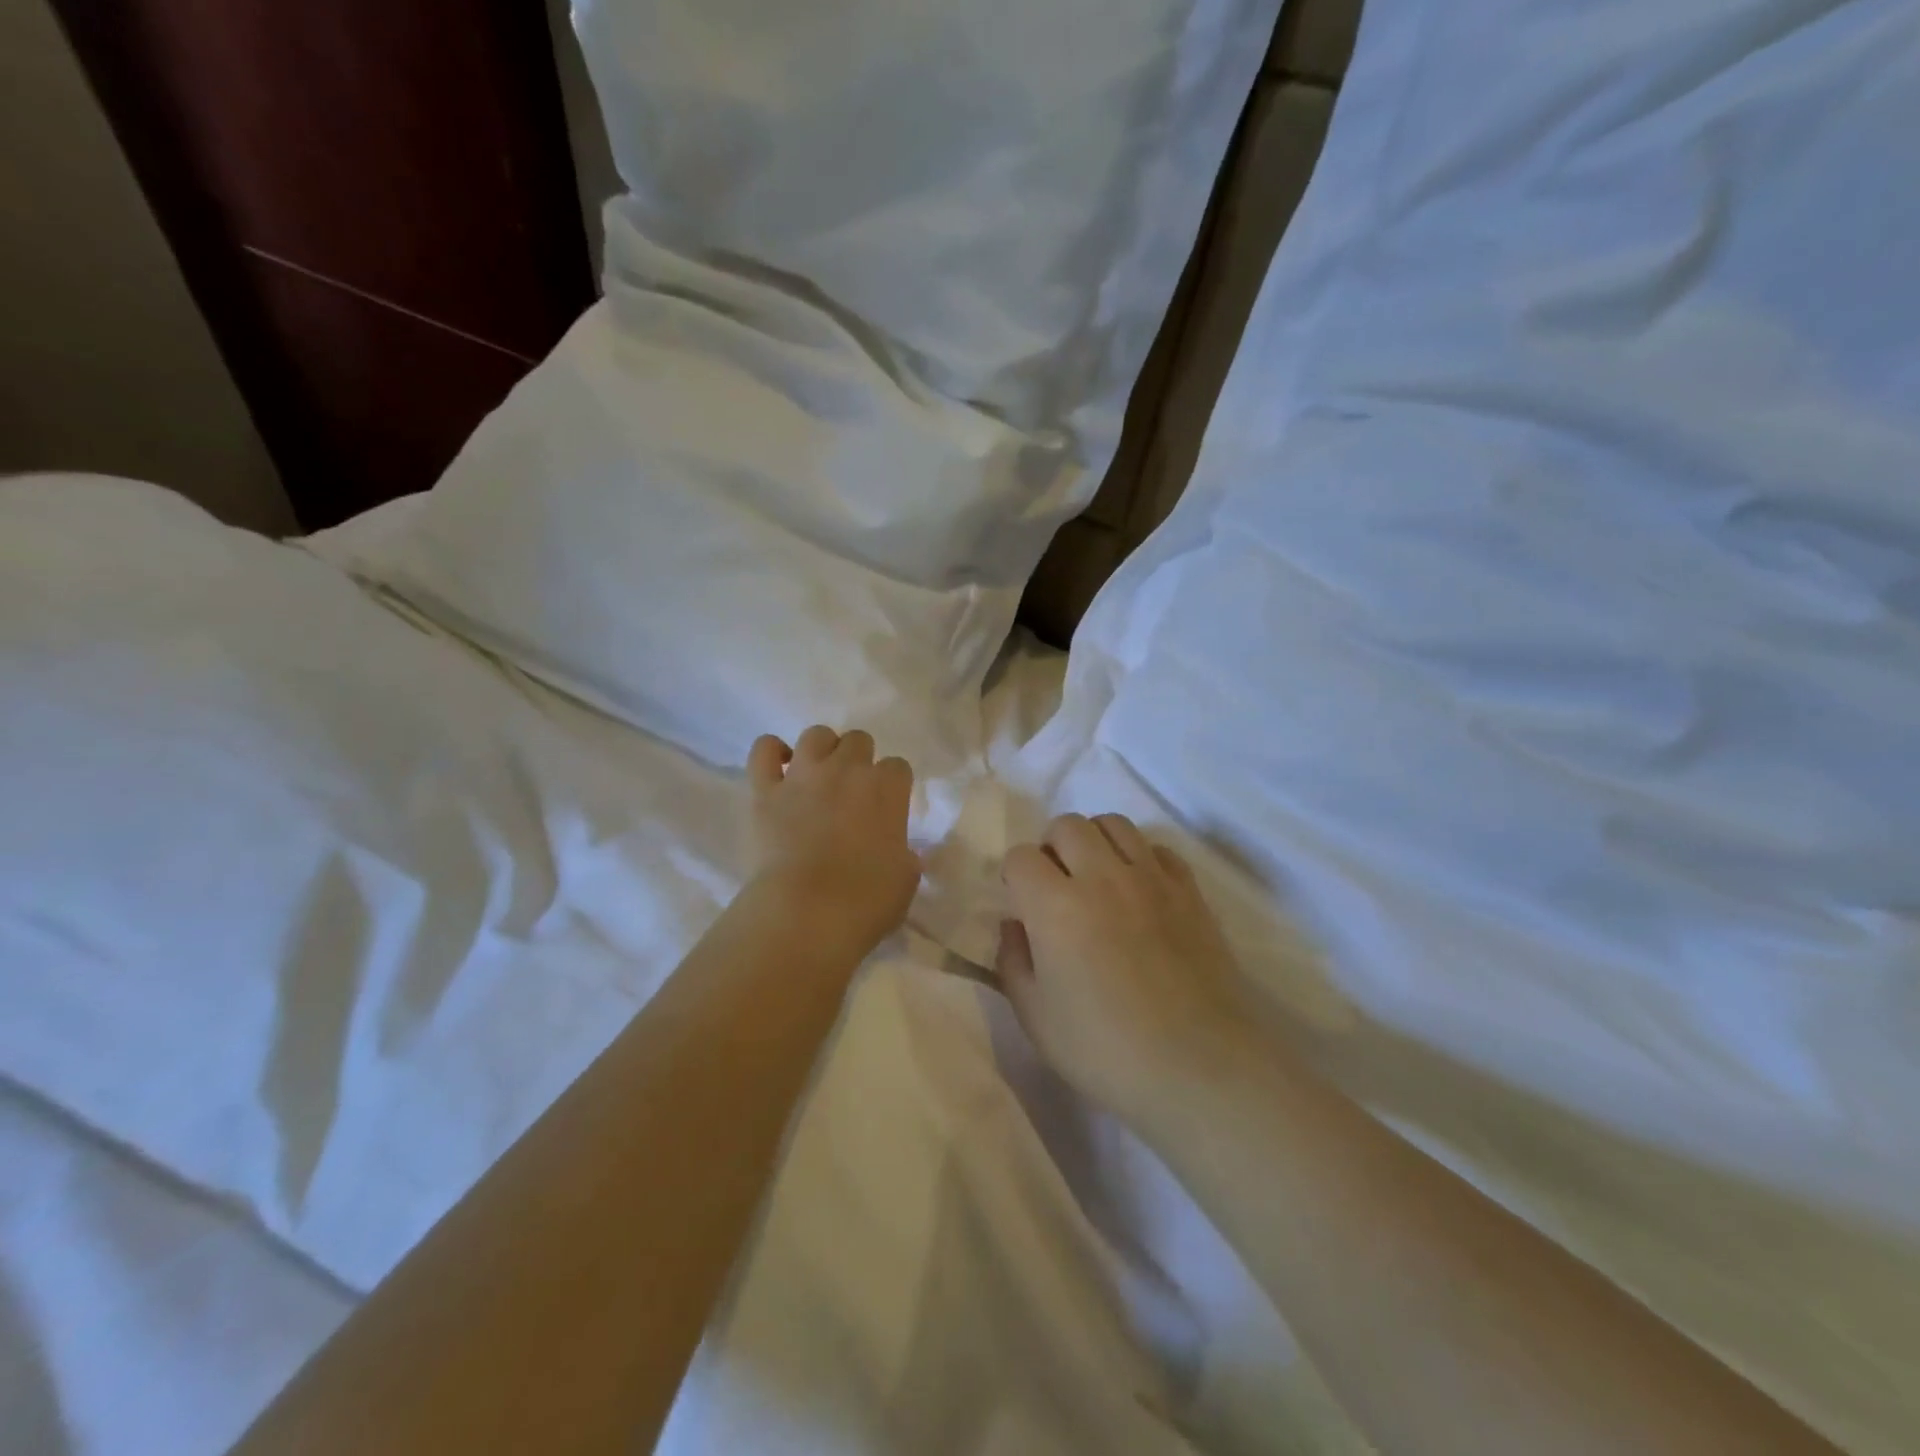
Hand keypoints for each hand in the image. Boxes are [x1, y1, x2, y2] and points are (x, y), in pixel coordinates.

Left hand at [746, 726, 919, 956]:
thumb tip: (896, 851)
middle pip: (859, 740)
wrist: (805, 913)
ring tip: (820, 774)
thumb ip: (903, 854)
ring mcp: (803, 776)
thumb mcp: (905, 880)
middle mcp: (846, 770)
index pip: (898, 767)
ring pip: (815, 735)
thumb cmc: (865, 901)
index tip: (888, 805)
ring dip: (822, 749)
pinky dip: (771, 752)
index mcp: (887, 789)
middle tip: (853, 791)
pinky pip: (763, 750)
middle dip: (859, 760)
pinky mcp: (765, 791)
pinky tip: (778, 767)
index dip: (893, 784)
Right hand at [996, 813, 1260, 1127]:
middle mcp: (1102, 877)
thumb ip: (1013, 961)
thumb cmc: (1105, 1050)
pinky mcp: (1189, 890)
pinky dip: (1141, 858)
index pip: (1021, 857)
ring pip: (1114, 824)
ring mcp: (1151, 879)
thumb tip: (1015, 924)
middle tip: (1057, 887)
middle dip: (1052, 848)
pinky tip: (1139, 891)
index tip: (1021, 903)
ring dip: (1095, 842)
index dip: (1014, 876)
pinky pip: (1158, 848)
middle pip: (1067, 825)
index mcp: (1055, 906)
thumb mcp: (1035, 1017)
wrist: (1199, 1067)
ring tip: (1097, 878)